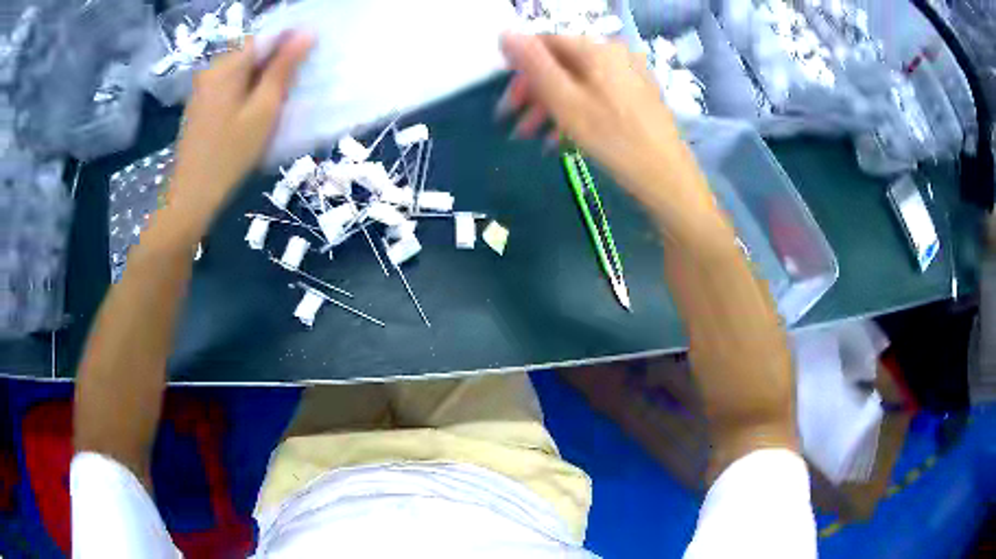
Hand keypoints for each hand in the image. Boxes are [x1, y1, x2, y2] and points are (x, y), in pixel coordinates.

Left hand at [166, 33, 312, 232]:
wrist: (191, 196)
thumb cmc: (230, 154)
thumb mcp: (264, 110)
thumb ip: (283, 69)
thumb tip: (307, 33)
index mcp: (226, 67)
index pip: (264, 38)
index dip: (288, 44)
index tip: (307, 61)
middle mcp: (211, 71)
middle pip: (250, 54)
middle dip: (274, 63)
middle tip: (293, 86)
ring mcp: (202, 89)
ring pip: (240, 71)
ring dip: (260, 78)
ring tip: (276, 100)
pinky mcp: (199, 107)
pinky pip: (228, 87)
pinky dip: (244, 91)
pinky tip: (252, 112)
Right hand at [498, 34, 706, 218]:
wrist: (666, 176)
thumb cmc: (613, 138)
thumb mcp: (565, 101)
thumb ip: (534, 64)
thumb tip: (505, 33)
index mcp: (596, 49)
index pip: (545, 43)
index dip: (520, 68)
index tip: (507, 99)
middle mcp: (614, 54)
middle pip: (562, 64)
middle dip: (535, 93)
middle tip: (517, 124)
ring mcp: (629, 74)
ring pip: (578, 82)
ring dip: (551, 106)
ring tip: (533, 137)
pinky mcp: (637, 95)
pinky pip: (596, 94)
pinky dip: (576, 111)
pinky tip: (563, 138)